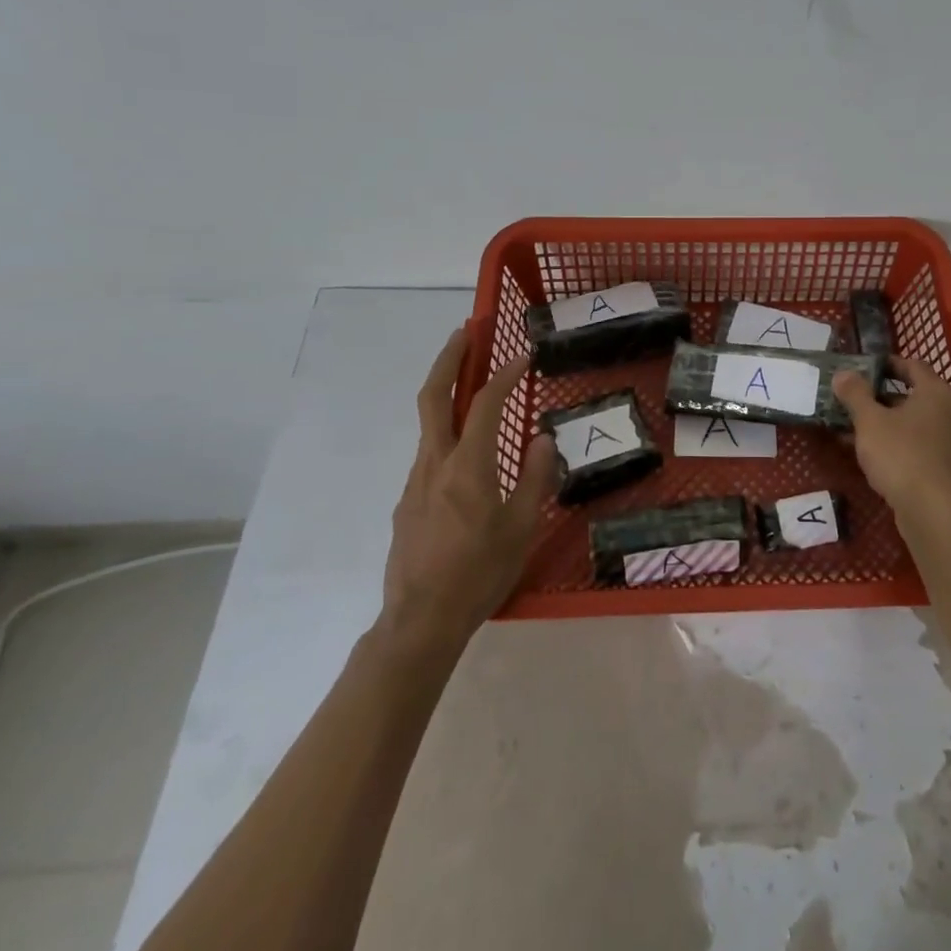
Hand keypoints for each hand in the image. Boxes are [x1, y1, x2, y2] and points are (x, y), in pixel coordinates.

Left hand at [377, 329, 555, 650]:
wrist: (419, 621)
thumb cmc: (479, 573)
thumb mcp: (521, 528)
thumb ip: (534, 477)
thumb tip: (543, 440)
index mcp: (468, 466)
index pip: (486, 403)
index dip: (505, 374)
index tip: (523, 356)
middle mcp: (435, 463)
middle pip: (434, 396)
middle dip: (450, 357)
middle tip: (467, 330)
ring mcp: (415, 481)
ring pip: (428, 424)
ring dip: (446, 391)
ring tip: (471, 381)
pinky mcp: (407, 501)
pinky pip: (429, 454)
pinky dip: (446, 432)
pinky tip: (467, 452)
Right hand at [832, 356, 950, 515]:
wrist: (931, 510)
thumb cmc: (900, 454)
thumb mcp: (869, 420)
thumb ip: (855, 394)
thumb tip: (844, 374)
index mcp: (936, 393)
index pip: (913, 365)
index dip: (888, 364)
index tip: (865, 367)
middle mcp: (950, 412)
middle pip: (914, 394)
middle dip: (882, 396)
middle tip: (855, 398)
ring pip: (914, 422)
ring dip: (887, 421)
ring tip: (856, 426)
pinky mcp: (946, 466)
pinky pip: (918, 444)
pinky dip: (896, 442)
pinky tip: (871, 453)